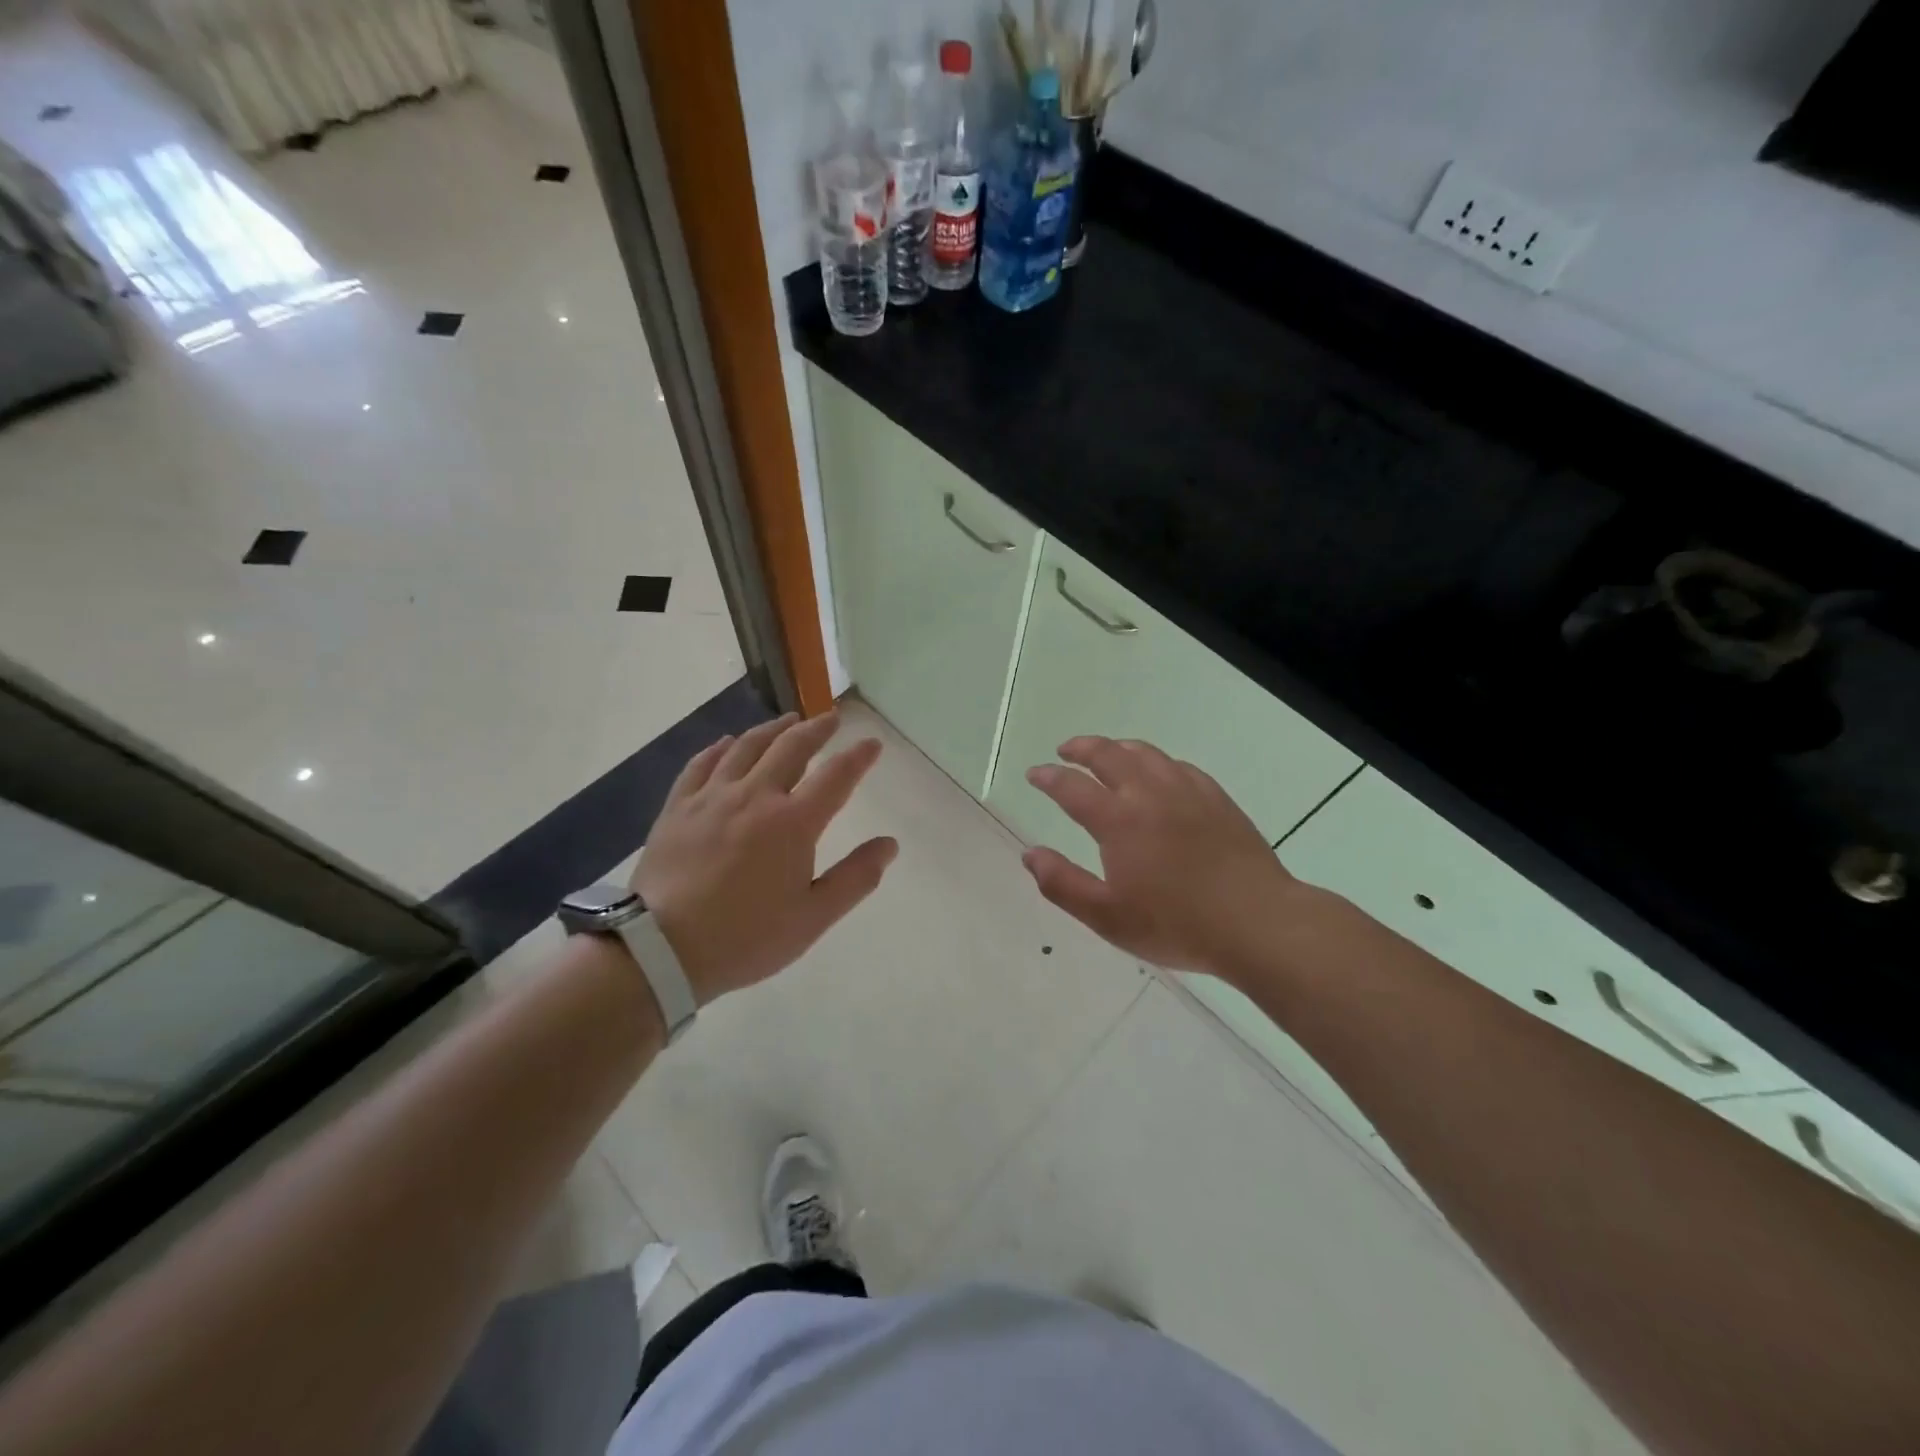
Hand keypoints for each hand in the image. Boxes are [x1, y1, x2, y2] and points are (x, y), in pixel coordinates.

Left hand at [633, 712, 896, 1004]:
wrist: (662, 949)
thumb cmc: (746, 937)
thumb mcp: (813, 918)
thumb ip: (855, 878)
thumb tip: (890, 844)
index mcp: (793, 823)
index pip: (836, 776)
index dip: (858, 757)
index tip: (872, 743)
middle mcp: (755, 796)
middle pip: (791, 748)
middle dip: (816, 729)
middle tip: (831, 718)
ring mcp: (712, 797)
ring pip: (746, 747)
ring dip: (773, 729)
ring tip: (787, 720)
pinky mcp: (679, 807)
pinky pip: (702, 764)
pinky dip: (720, 747)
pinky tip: (727, 742)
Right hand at [1021, 737, 1304, 980]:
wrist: (1257, 922)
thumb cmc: (1177, 924)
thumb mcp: (1107, 917)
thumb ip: (1062, 884)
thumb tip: (1030, 854)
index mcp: (1118, 820)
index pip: (1072, 787)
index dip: (1048, 777)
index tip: (1035, 774)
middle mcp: (1149, 794)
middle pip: (1109, 755)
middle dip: (1081, 748)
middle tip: (1065, 750)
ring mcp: (1187, 792)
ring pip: (1146, 753)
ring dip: (1118, 747)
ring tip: (1107, 753)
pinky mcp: (1217, 799)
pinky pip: (1179, 766)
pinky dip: (1157, 762)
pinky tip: (1159, 774)